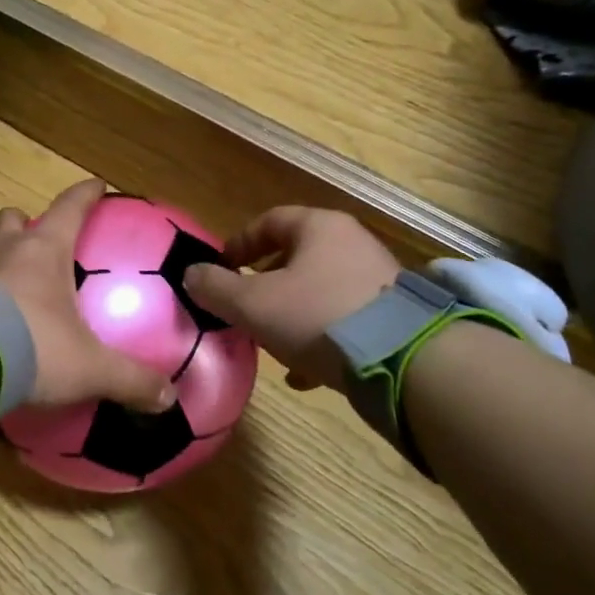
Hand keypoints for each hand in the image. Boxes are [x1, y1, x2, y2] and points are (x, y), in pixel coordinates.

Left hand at [0, 179, 174, 411]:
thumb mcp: (90, 367)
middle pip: (11, 218)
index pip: (70, 207)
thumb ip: (130, 379)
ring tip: (3, 277)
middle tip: (37, 243)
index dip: (85, 194)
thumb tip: (168, 399)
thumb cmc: (34, 348)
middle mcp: (3, 251)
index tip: (97, 185)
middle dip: (24, 223)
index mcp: (44, 251)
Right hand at [182, 207, 399, 391]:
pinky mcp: (393, 316)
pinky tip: (304, 372)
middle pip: (296, 256)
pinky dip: (320, 338)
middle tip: (244, 307)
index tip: (220, 269)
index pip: (269, 221)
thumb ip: (216, 287)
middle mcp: (352, 243)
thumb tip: (190, 274)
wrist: (403, 360)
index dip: (239, 243)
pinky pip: (344, 320)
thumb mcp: (253, 303)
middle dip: (265, 283)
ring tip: (271, 343)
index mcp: (319, 228)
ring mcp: (377, 279)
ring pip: (319, 291)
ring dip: (291, 314)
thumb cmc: (316, 316)